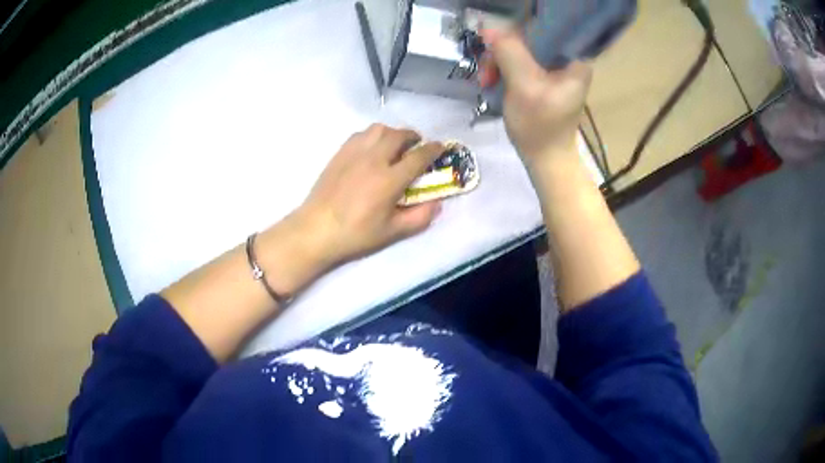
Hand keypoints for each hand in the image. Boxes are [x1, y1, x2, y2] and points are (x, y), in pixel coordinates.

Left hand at [295, 124, 444, 265]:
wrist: (316, 229)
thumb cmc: (355, 234)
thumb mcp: (392, 232)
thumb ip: (419, 217)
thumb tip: (437, 204)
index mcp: (389, 179)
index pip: (418, 156)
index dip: (433, 150)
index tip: (440, 147)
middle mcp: (374, 159)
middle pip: (399, 135)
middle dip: (413, 137)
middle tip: (417, 146)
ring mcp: (354, 153)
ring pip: (379, 129)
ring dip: (393, 133)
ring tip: (395, 145)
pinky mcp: (340, 153)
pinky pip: (361, 134)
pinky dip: (373, 135)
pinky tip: (372, 148)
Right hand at [479, 30, 591, 165]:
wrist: (546, 159)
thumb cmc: (540, 127)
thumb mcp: (523, 86)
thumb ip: (509, 53)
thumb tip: (489, 27)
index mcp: (574, 58)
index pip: (542, 26)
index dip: (514, 31)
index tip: (495, 46)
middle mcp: (567, 58)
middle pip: (528, 37)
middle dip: (502, 51)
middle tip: (487, 72)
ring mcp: (555, 68)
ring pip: (519, 49)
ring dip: (498, 62)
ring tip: (486, 81)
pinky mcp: (544, 77)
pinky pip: (519, 61)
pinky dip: (503, 69)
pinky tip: (492, 81)